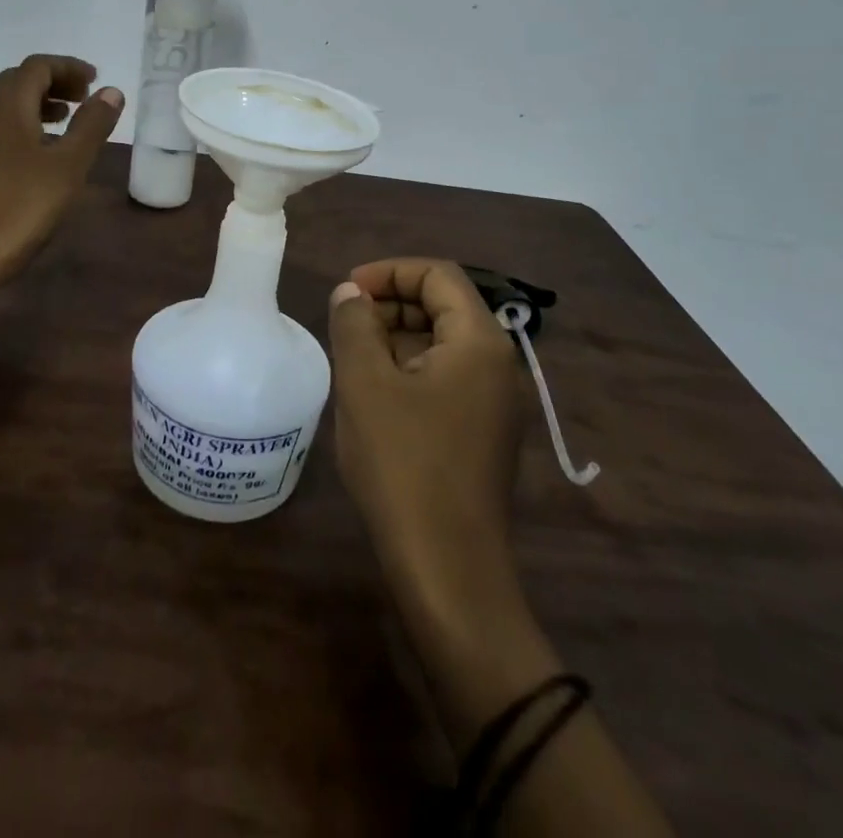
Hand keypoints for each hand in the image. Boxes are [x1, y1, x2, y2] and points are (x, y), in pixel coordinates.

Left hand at [0, 54, 122, 284]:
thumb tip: (111, 91)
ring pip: (9, 102)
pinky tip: (45, 148)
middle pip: (20, 79)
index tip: (96, 81)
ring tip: (69, 118)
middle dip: (55, 81)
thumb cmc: (26, 203)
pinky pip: (2, 124)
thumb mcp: (70, 163)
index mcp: (8, 104)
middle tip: (85, 97)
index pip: (38, 66)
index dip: (69, 67)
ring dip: (40, 100)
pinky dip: (27, 121)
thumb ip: (92, 123)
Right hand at [327, 259, 526, 592]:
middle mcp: (497, 364)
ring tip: (352, 358)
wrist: (447, 570)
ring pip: (442, 343)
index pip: (438, 275)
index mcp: (479, 342)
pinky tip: (374, 394)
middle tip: (345, 325)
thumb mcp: (365, 384)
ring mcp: (494, 402)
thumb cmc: (404, 465)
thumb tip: (350, 293)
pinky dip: (409, 369)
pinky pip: (446, 378)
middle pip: (444, 306)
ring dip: (396, 337)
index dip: (389, 272)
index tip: (347, 291)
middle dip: (391, 304)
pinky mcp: (482, 432)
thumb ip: (355, 324)